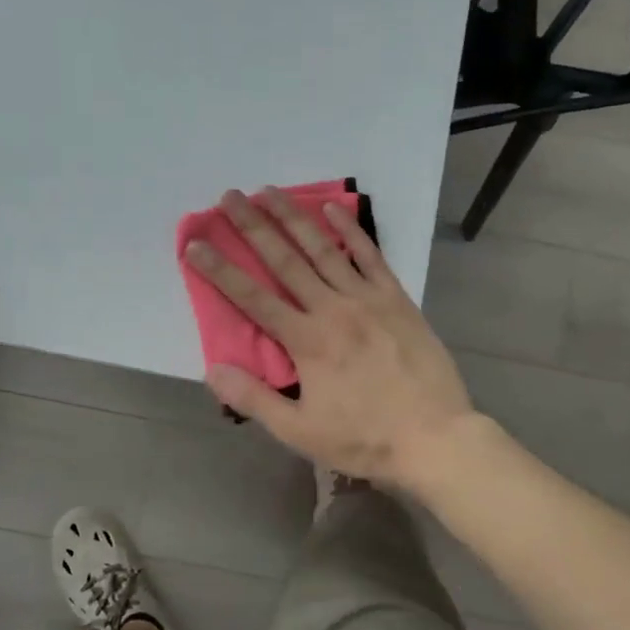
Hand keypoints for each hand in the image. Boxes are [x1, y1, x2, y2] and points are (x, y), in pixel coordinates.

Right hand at [185, 188, 475, 488]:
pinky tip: (334, 208)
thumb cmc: (364, 438)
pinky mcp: (397, 298)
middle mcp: (332, 309)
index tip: (195, 245)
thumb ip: (253, 399)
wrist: (435, 437)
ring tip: (269, 191)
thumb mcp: (300, 432)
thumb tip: (212, 369)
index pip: (252, 298)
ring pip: (323, 249)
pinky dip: (351, 230)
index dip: (220, 270)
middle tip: (229, 197)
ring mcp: (367, 299)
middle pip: (285, 260)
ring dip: (294, 217)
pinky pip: (370, 256)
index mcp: (306, 342)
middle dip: (253, 226)